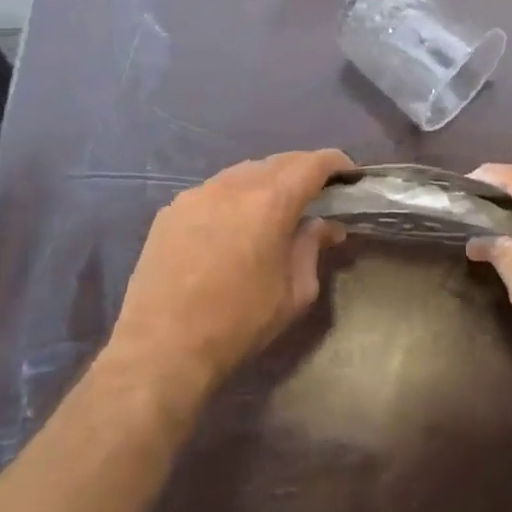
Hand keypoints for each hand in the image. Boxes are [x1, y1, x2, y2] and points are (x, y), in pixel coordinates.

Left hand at [105, 149, 350, 399]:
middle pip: (278, 162)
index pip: (312, 164)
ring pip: (243, 173)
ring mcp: (197, 194)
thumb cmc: (238, 323)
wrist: (161, 348)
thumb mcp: (294, 293)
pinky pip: (214, 191)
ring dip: (267, 182)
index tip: (349, 175)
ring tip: (275, 207)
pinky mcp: (172, 210)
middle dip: (303, 171)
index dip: (336, 163)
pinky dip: (234, 198)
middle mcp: (233, 185)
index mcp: (270, 201)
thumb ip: (312, 248)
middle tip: (318, 193)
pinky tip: (233, 225)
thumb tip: (324, 225)